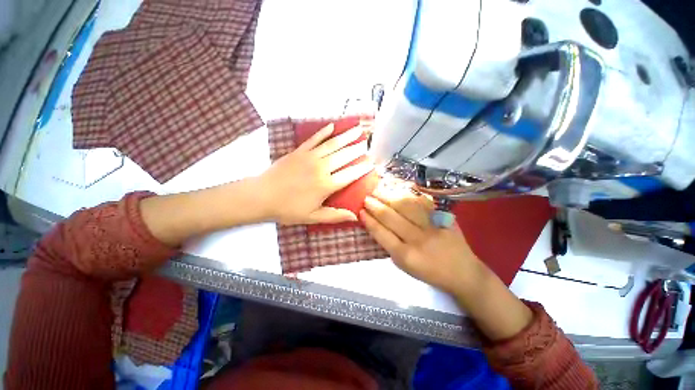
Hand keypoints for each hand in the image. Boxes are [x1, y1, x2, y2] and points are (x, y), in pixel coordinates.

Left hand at [259, 123, 372, 224]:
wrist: (261, 195)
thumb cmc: (288, 209)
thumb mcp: (313, 216)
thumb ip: (335, 215)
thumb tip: (355, 217)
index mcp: (326, 185)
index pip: (350, 174)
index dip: (362, 168)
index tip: (372, 163)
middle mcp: (322, 168)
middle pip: (344, 156)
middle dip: (358, 149)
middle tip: (368, 143)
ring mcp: (310, 157)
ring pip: (333, 144)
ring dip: (346, 136)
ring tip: (358, 129)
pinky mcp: (299, 151)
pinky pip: (314, 139)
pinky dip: (324, 132)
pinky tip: (332, 126)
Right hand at [360, 183, 483, 295]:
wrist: (463, 272)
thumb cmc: (429, 272)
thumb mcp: (404, 266)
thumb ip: (389, 245)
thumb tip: (375, 224)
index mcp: (405, 256)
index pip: (381, 234)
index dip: (369, 220)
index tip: (360, 211)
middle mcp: (417, 239)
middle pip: (391, 217)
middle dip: (375, 205)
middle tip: (366, 197)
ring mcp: (431, 226)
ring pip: (405, 206)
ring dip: (388, 196)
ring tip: (378, 190)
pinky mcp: (442, 217)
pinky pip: (421, 202)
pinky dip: (407, 194)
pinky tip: (397, 189)